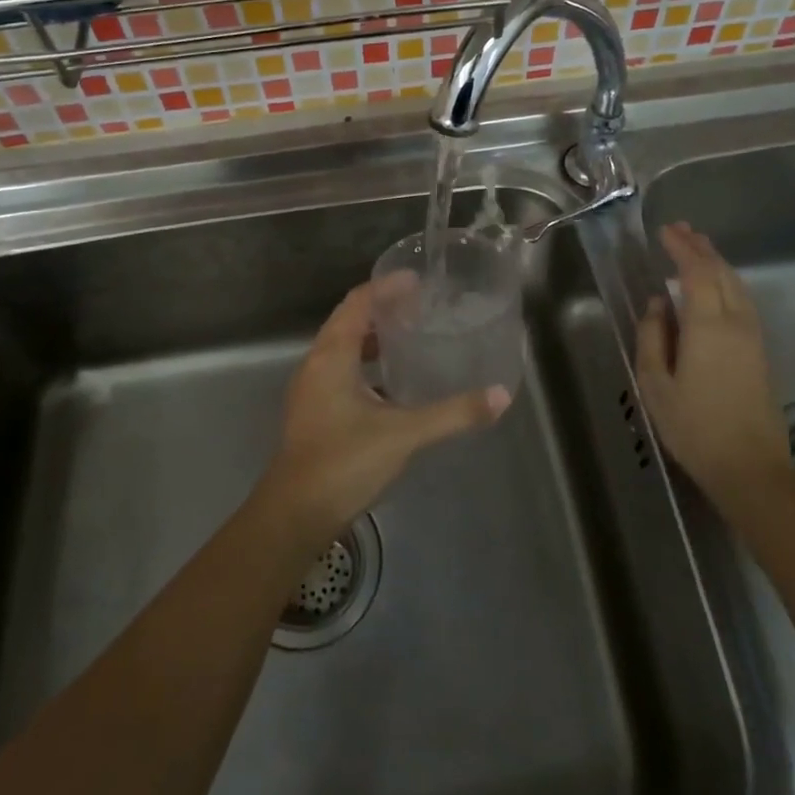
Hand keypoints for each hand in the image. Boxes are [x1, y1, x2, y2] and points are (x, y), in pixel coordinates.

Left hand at [262, 283, 510, 543]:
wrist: (295, 514)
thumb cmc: (344, 462)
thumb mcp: (404, 434)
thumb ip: (452, 414)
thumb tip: (500, 396)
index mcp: (332, 355)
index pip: (358, 302)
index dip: (386, 287)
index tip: (417, 280)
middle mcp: (316, 363)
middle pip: (349, 320)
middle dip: (382, 308)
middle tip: (420, 306)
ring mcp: (311, 389)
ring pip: (343, 347)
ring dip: (372, 338)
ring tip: (409, 338)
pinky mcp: (313, 411)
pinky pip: (341, 370)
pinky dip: (365, 364)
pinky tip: (391, 384)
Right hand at [636, 223, 790, 516]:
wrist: (751, 469)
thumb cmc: (695, 427)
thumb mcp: (655, 384)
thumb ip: (652, 337)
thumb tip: (657, 304)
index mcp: (708, 326)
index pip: (697, 272)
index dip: (682, 248)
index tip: (665, 231)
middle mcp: (736, 322)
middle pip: (721, 272)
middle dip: (701, 248)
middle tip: (680, 230)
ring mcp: (753, 337)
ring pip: (737, 285)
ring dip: (716, 262)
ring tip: (698, 248)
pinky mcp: (761, 352)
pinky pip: (743, 301)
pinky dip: (727, 282)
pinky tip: (716, 286)